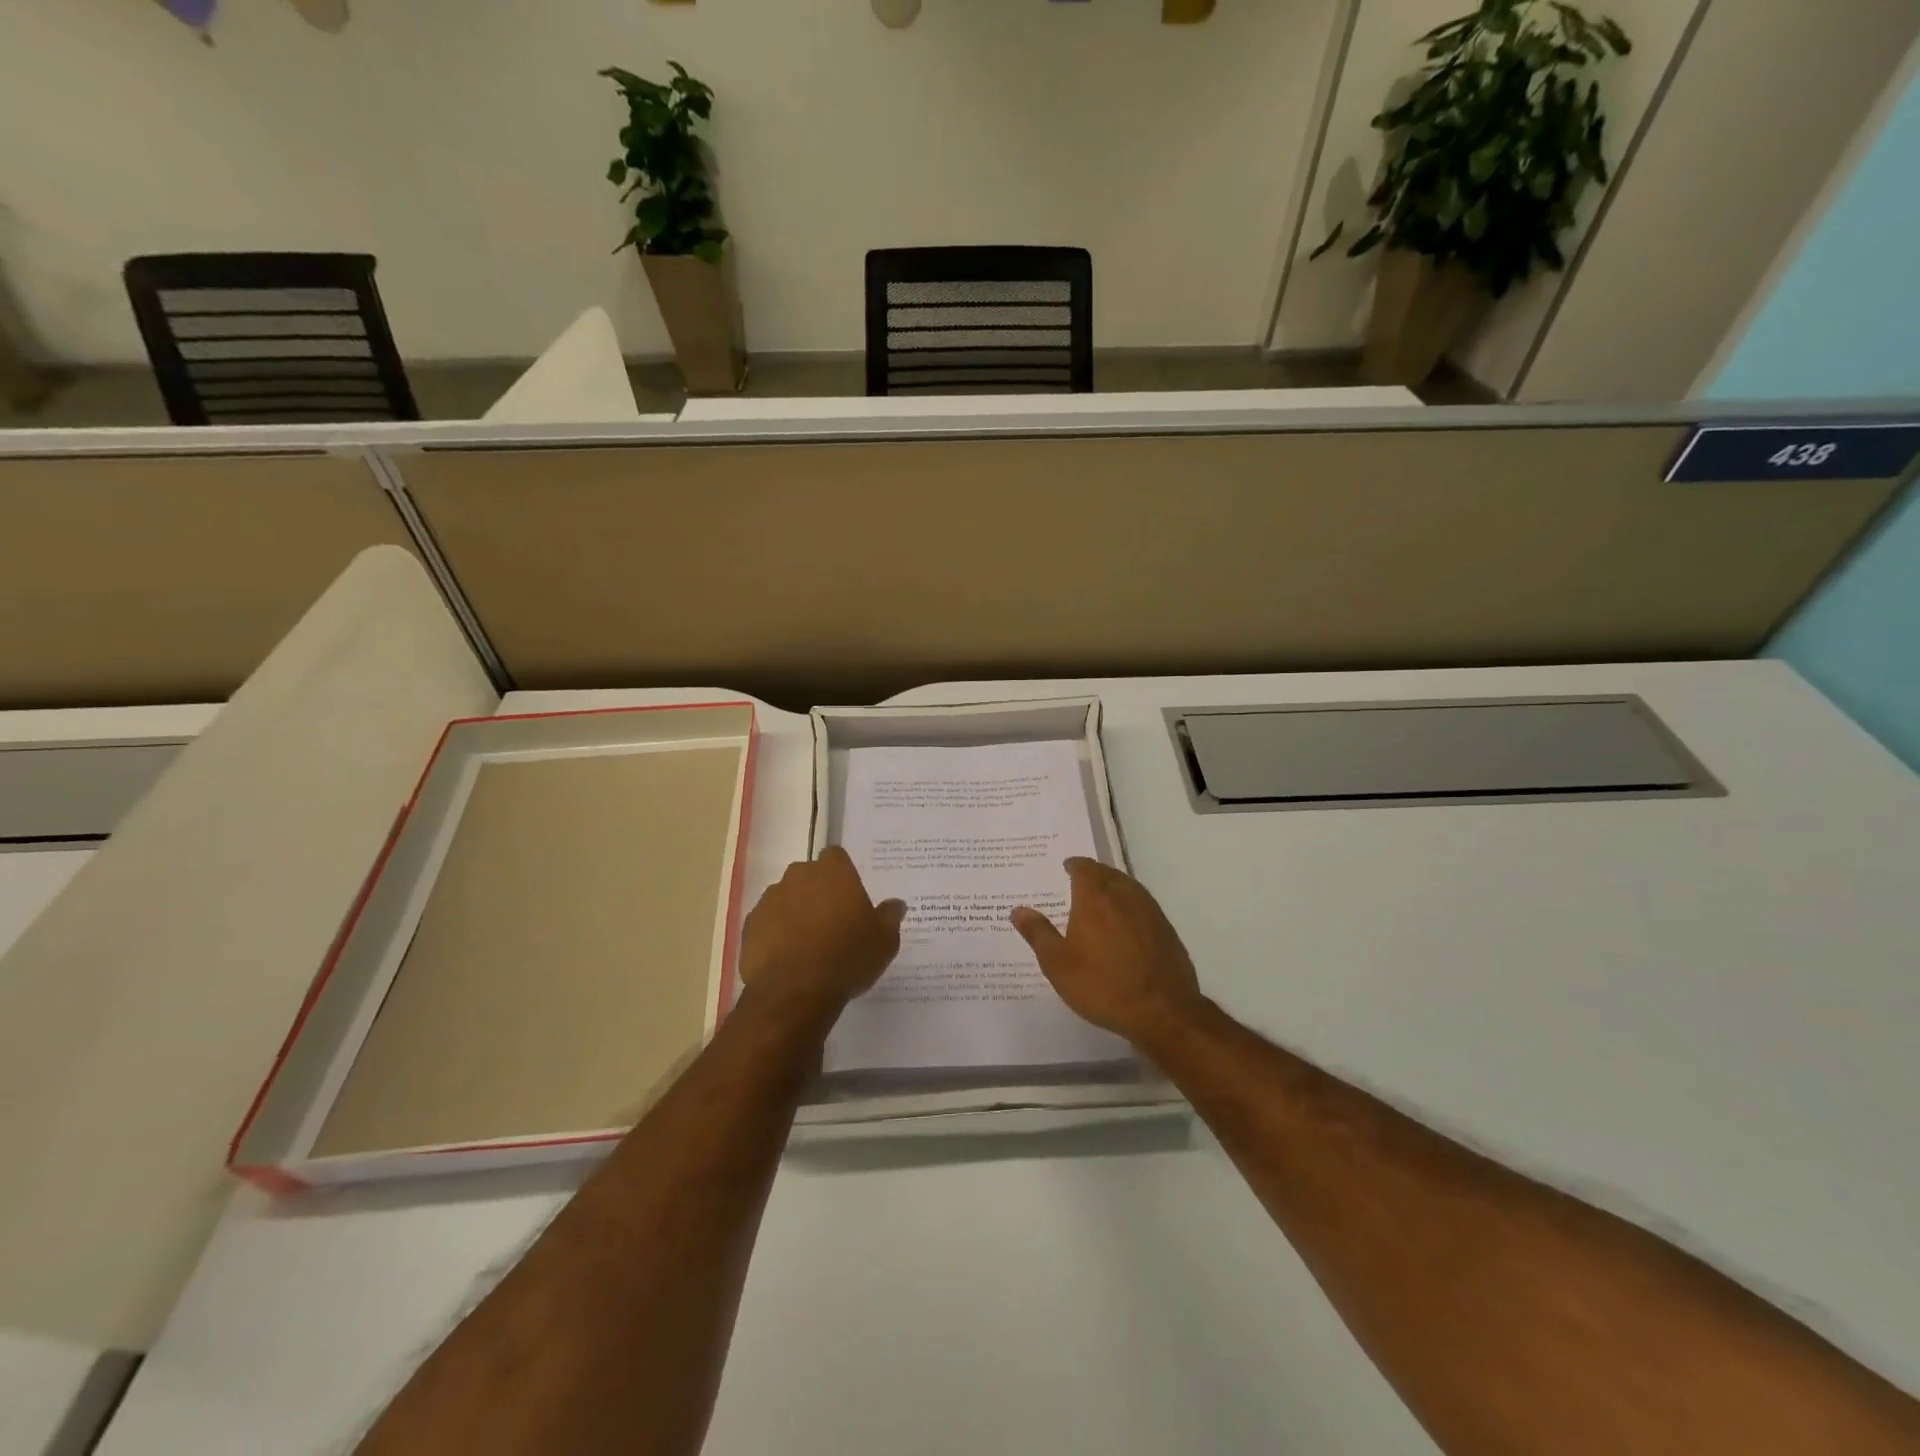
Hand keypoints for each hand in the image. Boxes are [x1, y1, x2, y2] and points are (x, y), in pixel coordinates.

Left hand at [738, 846, 905, 1019]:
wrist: (795, 992)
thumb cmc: (847, 957)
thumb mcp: (884, 941)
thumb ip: (890, 917)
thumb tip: (896, 904)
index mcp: (833, 871)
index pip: (837, 857)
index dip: (843, 874)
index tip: (850, 897)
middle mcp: (798, 876)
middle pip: (809, 876)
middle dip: (818, 892)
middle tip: (833, 922)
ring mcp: (770, 899)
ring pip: (786, 898)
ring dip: (796, 913)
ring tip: (809, 945)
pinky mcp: (751, 926)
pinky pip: (768, 923)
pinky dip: (776, 934)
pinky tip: (788, 958)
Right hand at [1011, 858, 1204, 1044]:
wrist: (1162, 1011)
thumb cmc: (1101, 984)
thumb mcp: (1058, 963)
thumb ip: (1038, 933)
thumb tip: (1018, 910)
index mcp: (1095, 897)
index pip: (1084, 868)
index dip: (1075, 865)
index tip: (1067, 867)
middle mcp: (1124, 895)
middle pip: (1108, 874)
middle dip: (1094, 874)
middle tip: (1081, 881)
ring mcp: (1150, 911)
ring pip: (1129, 888)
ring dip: (1114, 887)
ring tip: (1103, 899)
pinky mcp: (1167, 930)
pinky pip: (1144, 907)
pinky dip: (1131, 907)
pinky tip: (1127, 925)